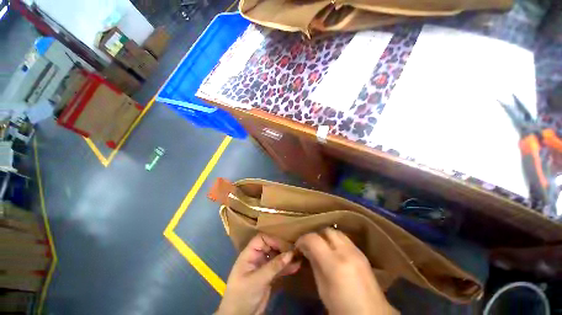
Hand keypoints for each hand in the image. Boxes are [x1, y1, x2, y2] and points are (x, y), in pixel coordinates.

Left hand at [217, 234, 300, 314]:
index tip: (285, 246)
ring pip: (276, 257)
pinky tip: (296, 267)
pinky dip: (286, 267)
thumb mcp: (258, 280)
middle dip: (282, 248)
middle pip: (271, 246)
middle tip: (295, 251)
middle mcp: (256, 258)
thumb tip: (291, 253)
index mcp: (249, 254)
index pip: (262, 239)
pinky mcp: (268, 277)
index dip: (273, 240)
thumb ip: (274, 266)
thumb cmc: (243, 295)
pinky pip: (278, 268)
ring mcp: (263, 267)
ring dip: (286, 258)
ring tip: (299, 258)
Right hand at [296, 228, 397, 314]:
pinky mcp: (362, 253)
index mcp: (334, 264)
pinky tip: (334, 251)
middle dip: (316, 235)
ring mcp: (357, 251)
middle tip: (311, 246)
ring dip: (326, 237)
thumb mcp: (323, 289)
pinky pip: (345, 239)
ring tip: (322, 247)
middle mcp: (346, 252)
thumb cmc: (342, 308)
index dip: (303, 239)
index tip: (298, 245)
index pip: (314, 239)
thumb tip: (306, 250)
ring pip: (337, 232)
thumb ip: (314, 264)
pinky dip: (336, 241)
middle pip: (327, 230)